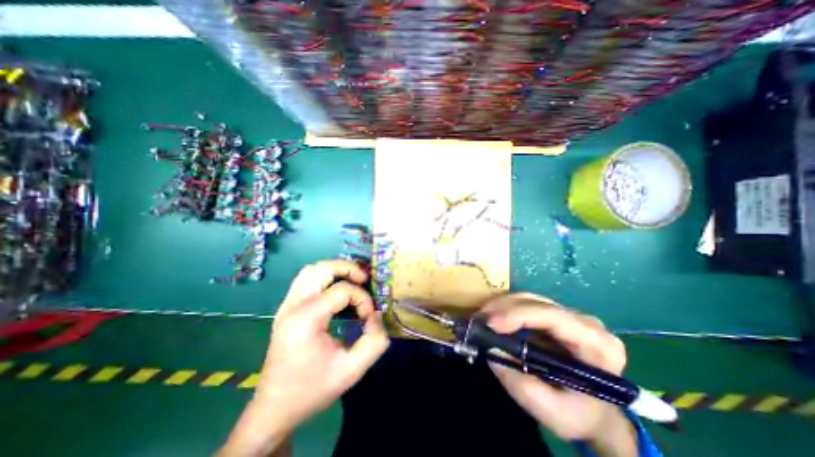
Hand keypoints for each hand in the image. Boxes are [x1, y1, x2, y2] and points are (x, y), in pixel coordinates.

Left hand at [219, 260, 391, 456]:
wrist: (274, 409)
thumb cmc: (312, 390)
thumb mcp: (352, 371)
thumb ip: (375, 341)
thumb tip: (377, 316)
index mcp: (306, 319)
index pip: (341, 290)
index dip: (362, 299)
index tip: (369, 317)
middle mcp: (293, 306)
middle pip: (321, 269)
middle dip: (348, 269)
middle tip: (364, 280)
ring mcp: (286, 305)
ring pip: (311, 270)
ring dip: (334, 270)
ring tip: (352, 281)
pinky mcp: (286, 309)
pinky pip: (306, 280)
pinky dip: (324, 277)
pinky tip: (336, 290)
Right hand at [483, 295, 635, 455]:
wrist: (595, 412)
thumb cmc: (580, 415)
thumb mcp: (553, 412)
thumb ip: (522, 385)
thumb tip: (491, 351)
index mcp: (597, 344)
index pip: (554, 317)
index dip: (519, 315)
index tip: (491, 323)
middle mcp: (585, 321)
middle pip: (537, 303)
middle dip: (504, 308)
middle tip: (479, 320)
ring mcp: (569, 315)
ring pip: (529, 299)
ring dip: (502, 306)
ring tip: (482, 319)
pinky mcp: (555, 315)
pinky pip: (526, 304)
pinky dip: (506, 309)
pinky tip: (493, 317)